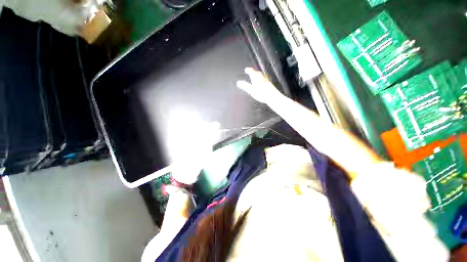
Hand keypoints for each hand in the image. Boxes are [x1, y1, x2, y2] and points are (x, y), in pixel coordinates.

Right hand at [237, 67, 282, 104]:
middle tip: (251, 72)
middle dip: (254, 72)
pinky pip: (264, 79)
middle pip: (257, 73)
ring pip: (261, 76)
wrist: (272, 96)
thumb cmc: (261, 93)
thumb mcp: (251, 90)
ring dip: (258, 75)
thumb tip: (238, 82)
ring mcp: (266, 80)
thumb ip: (245, 86)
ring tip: (255, 76)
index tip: (246, 69)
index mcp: (257, 77)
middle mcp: (262, 77)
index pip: (252, 72)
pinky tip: (262, 82)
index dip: (249, 70)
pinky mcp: (269, 84)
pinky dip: (261, 79)